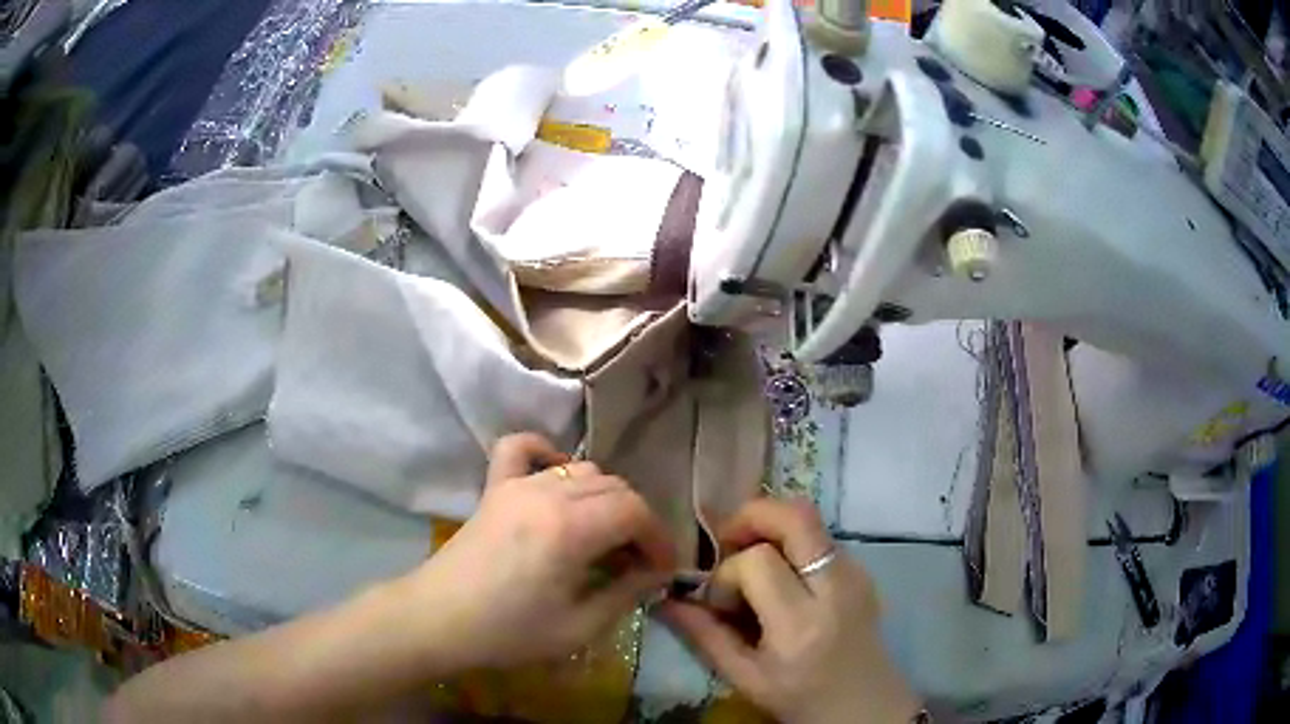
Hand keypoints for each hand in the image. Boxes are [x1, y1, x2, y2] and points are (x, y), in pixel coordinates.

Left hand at [397, 433, 676, 669]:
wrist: (437, 620)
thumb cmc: (508, 633)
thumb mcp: (579, 627)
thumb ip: (625, 594)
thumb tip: (655, 573)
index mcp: (570, 528)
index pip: (635, 511)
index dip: (659, 538)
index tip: (663, 570)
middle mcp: (547, 492)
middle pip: (615, 487)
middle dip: (637, 521)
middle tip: (637, 561)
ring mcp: (517, 484)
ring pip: (581, 469)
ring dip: (604, 498)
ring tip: (604, 536)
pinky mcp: (494, 487)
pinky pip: (522, 449)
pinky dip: (547, 454)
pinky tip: (556, 479)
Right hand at [660, 499, 920, 723]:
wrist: (866, 706)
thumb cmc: (801, 699)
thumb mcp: (745, 678)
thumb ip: (705, 635)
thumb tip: (666, 600)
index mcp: (801, 624)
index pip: (758, 562)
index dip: (727, 574)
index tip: (720, 603)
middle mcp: (835, 588)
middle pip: (796, 516)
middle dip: (752, 516)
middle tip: (728, 542)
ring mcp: (856, 574)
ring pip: (809, 519)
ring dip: (771, 528)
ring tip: (752, 562)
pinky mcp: (863, 570)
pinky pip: (820, 537)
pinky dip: (791, 543)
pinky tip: (781, 579)